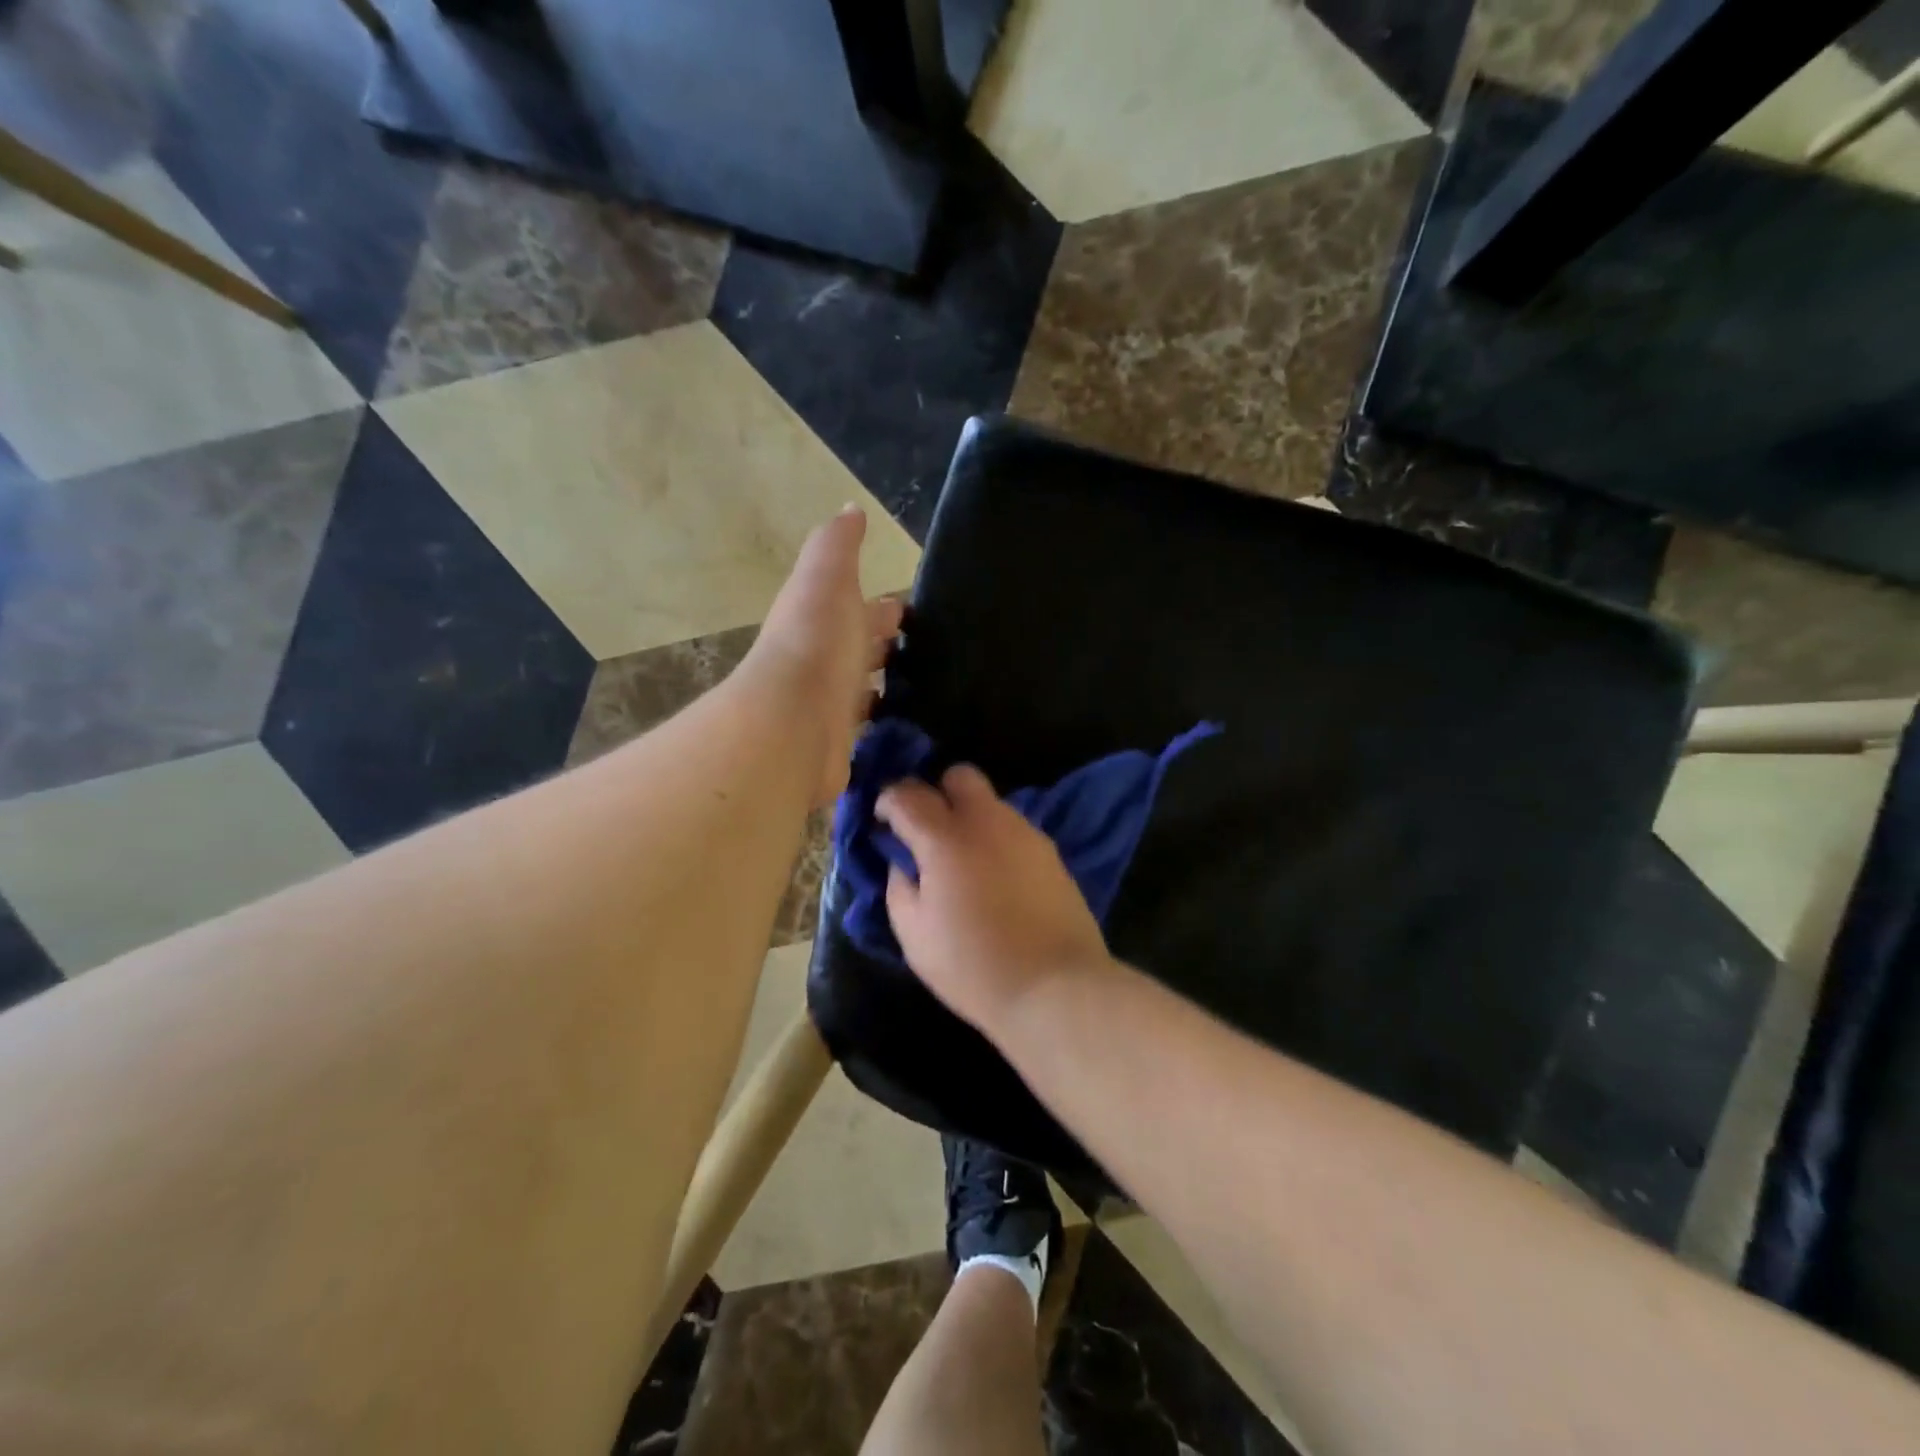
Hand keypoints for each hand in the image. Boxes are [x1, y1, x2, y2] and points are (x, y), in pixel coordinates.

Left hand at [748, 507, 903, 809]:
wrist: (793, 720)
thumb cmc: (817, 642)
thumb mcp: (827, 578)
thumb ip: (837, 545)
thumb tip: (851, 510)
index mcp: (821, 618)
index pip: (856, 608)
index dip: (882, 607)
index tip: (910, 608)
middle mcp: (823, 660)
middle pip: (859, 649)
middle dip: (884, 644)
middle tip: (928, 648)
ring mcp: (830, 705)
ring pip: (865, 689)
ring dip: (887, 684)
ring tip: (929, 686)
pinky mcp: (841, 742)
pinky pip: (869, 728)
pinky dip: (886, 722)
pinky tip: (912, 724)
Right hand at [876, 765, 1112, 1033]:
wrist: (1055, 987)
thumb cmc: (974, 967)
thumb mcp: (914, 936)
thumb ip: (898, 887)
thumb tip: (902, 863)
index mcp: (945, 838)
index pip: (907, 794)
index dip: (888, 801)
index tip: (883, 822)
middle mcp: (987, 821)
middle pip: (959, 776)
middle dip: (937, 792)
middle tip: (927, 831)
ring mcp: (1025, 833)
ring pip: (990, 802)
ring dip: (969, 818)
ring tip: (963, 862)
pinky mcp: (1051, 851)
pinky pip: (1013, 829)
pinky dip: (996, 839)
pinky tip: (996, 877)